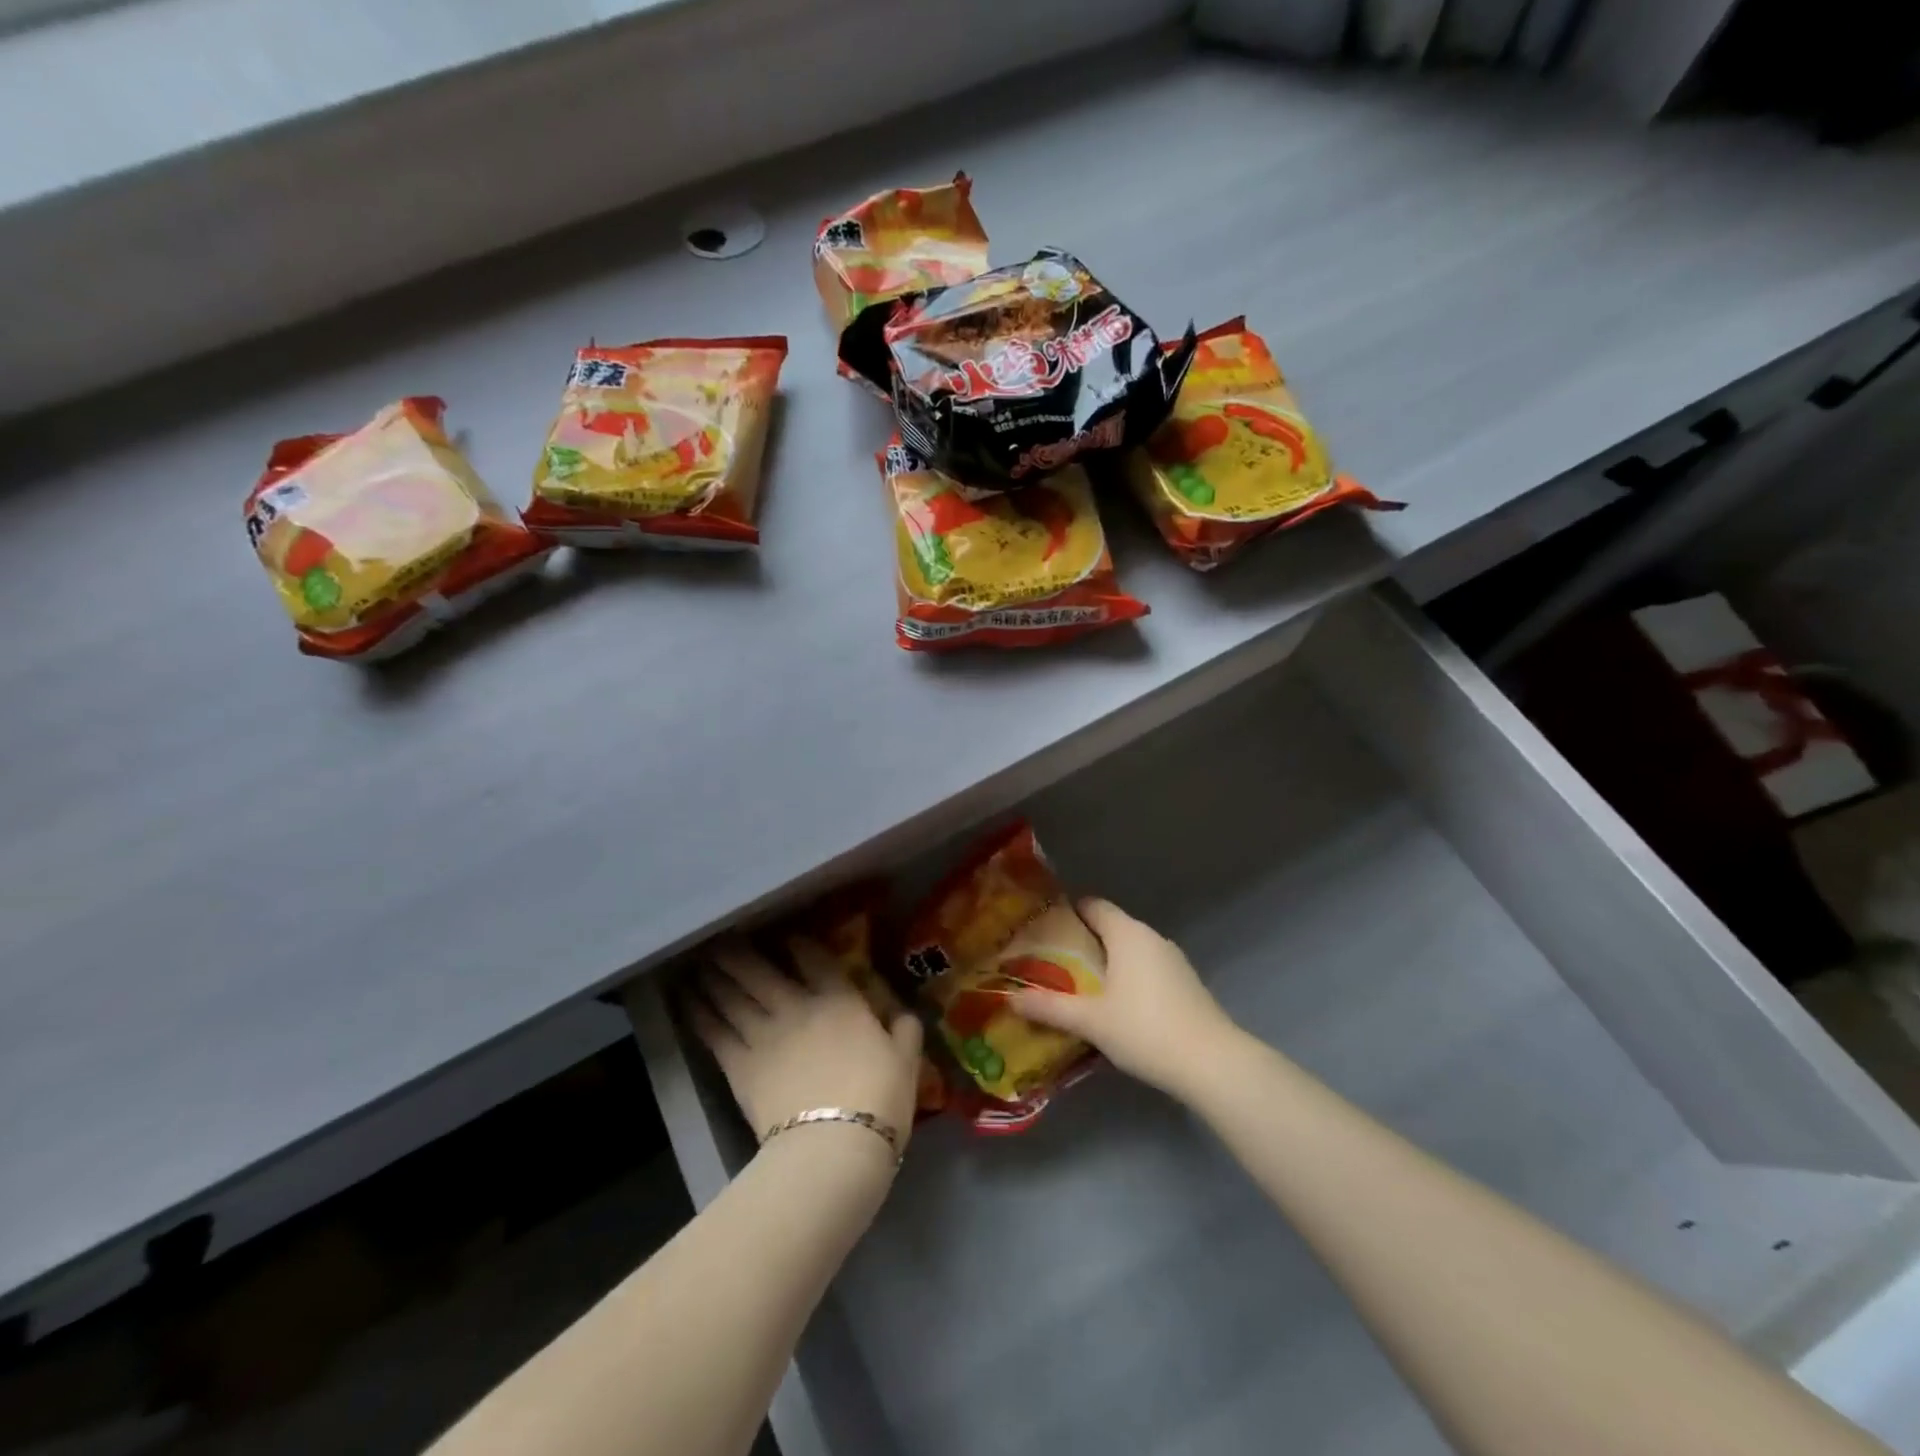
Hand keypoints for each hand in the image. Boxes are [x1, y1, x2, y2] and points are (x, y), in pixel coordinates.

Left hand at [687, 938, 924, 1155]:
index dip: (799, 944)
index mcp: (840, 1001)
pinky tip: (686, 1001)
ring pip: (732, 996)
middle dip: (740, 953)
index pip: (815, 960)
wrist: (835, 1144)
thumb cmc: (879, 1099)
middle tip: (722, 939)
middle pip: (760, 971)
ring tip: (698, 963)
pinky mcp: (739, 1066)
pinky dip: (699, 1014)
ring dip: (714, 977)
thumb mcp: (906, 1061)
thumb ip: (904, 1030)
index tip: (787, 936)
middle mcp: (797, 1006)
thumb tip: (904, 1014)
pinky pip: (714, 1032)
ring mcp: (764, 1034)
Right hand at [1010, 898, 1237, 1098]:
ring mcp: (1173, 961)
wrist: (1212, 1063)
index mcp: (1128, 934)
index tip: (1043, 928)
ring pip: (1131, 951)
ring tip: (1078, 986)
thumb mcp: (1090, 1020)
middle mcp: (1151, 938)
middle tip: (1052, 961)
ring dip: (1107, 963)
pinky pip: (1147, 970)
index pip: (1094, 906)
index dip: (1068, 912)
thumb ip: (1049, 1007)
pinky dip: (1128, 979)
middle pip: (1111, 928)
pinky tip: (1115, 1007)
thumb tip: (1010, 998)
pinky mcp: (1186, 985)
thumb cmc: (1145, 1029)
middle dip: (1083, 942)